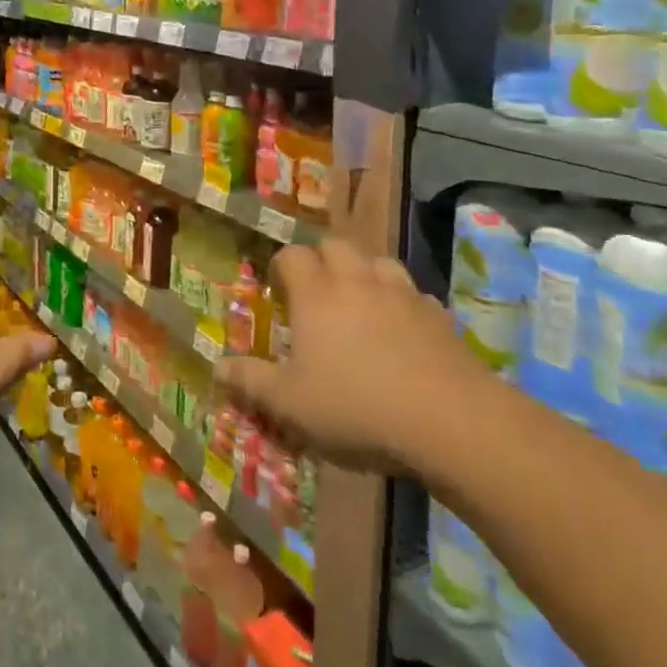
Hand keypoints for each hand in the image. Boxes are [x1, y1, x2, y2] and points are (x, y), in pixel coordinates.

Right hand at [215, 239, 493, 477]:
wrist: (449, 421)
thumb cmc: (356, 407)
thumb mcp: (290, 404)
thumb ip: (251, 381)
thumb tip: (217, 366)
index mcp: (316, 294)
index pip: (293, 256)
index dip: (282, 268)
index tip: (279, 291)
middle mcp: (357, 280)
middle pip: (337, 245)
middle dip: (323, 260)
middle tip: (317, 293)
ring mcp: (403, 293)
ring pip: (379, 262)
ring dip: (366, 274)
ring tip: (361, 304)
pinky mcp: (438, 315)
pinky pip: (415, 295)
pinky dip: (404, 304)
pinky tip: (404, 332)